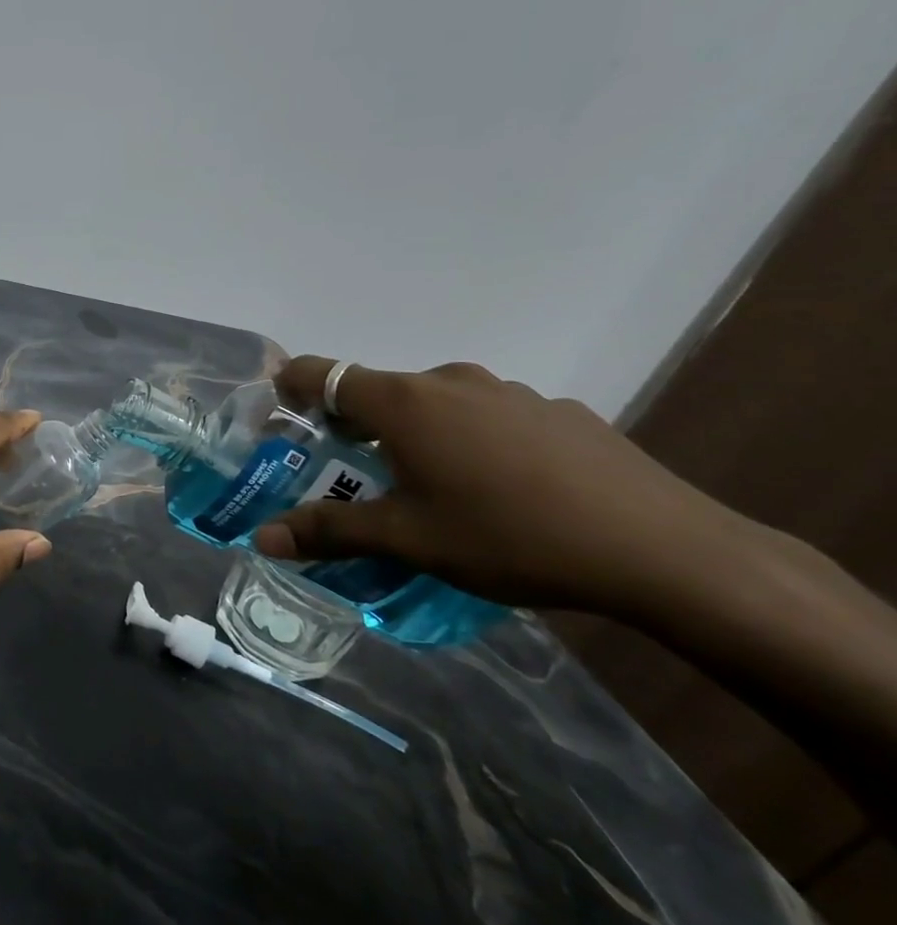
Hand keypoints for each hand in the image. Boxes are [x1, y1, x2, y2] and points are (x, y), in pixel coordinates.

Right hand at [253, 356, 789, 620]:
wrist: (664, 551)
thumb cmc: (509, 537)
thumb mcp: (408, 541)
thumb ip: (329, 532)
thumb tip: (261, 538)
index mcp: (401, 402)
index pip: (320, 373)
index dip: (290, 388)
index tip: (283, 419)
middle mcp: (448, 380)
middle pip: (378, 392)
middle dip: (356, 428)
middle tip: (358, 476)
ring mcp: (508, 391)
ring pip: (437, 404)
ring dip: (418, 434)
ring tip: (436, 489)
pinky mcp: (558, 410)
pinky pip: (491, 416)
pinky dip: (475, 441)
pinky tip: (507, 491)